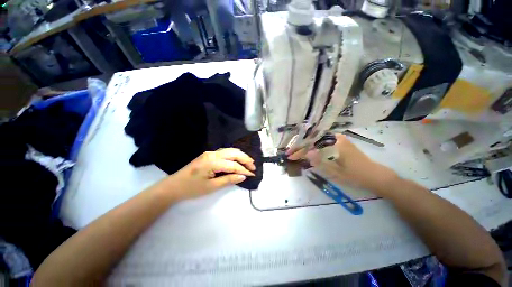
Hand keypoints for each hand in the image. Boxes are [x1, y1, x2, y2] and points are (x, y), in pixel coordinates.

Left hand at [168, 148, 255, 199]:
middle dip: (245, 159)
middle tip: (253, 167)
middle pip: (233, 153)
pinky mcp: (209, 155)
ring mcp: (210, 153)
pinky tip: (237, 160)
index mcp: (212, 162)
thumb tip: (242, 176)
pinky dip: (234, 155)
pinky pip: (225, 152)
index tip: (252, 175)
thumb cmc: (191, 188)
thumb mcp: (211, 187)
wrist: (173, 186)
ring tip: (248, 162)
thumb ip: (228, 180)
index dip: (244, 170)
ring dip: (240, 156)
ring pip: (230, 150)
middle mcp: (212, 154)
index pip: (233, 165)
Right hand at [288, 134, 397, 193]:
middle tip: (290, 153)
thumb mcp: (336, 171)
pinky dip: (313, 147)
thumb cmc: (356, 175)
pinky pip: (322, 142)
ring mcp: (338, 139)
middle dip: (301, 147)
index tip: (290, 156)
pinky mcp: (339, 142)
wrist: (374, 175)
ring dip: (306, 146)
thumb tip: (306, 153)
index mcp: (336, 143)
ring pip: (317, 141)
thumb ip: (321, 162)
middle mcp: (336, 137)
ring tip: (296, 152)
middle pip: (313, 140)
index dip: (300, 150)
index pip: (312, 144)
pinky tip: (308, 151)